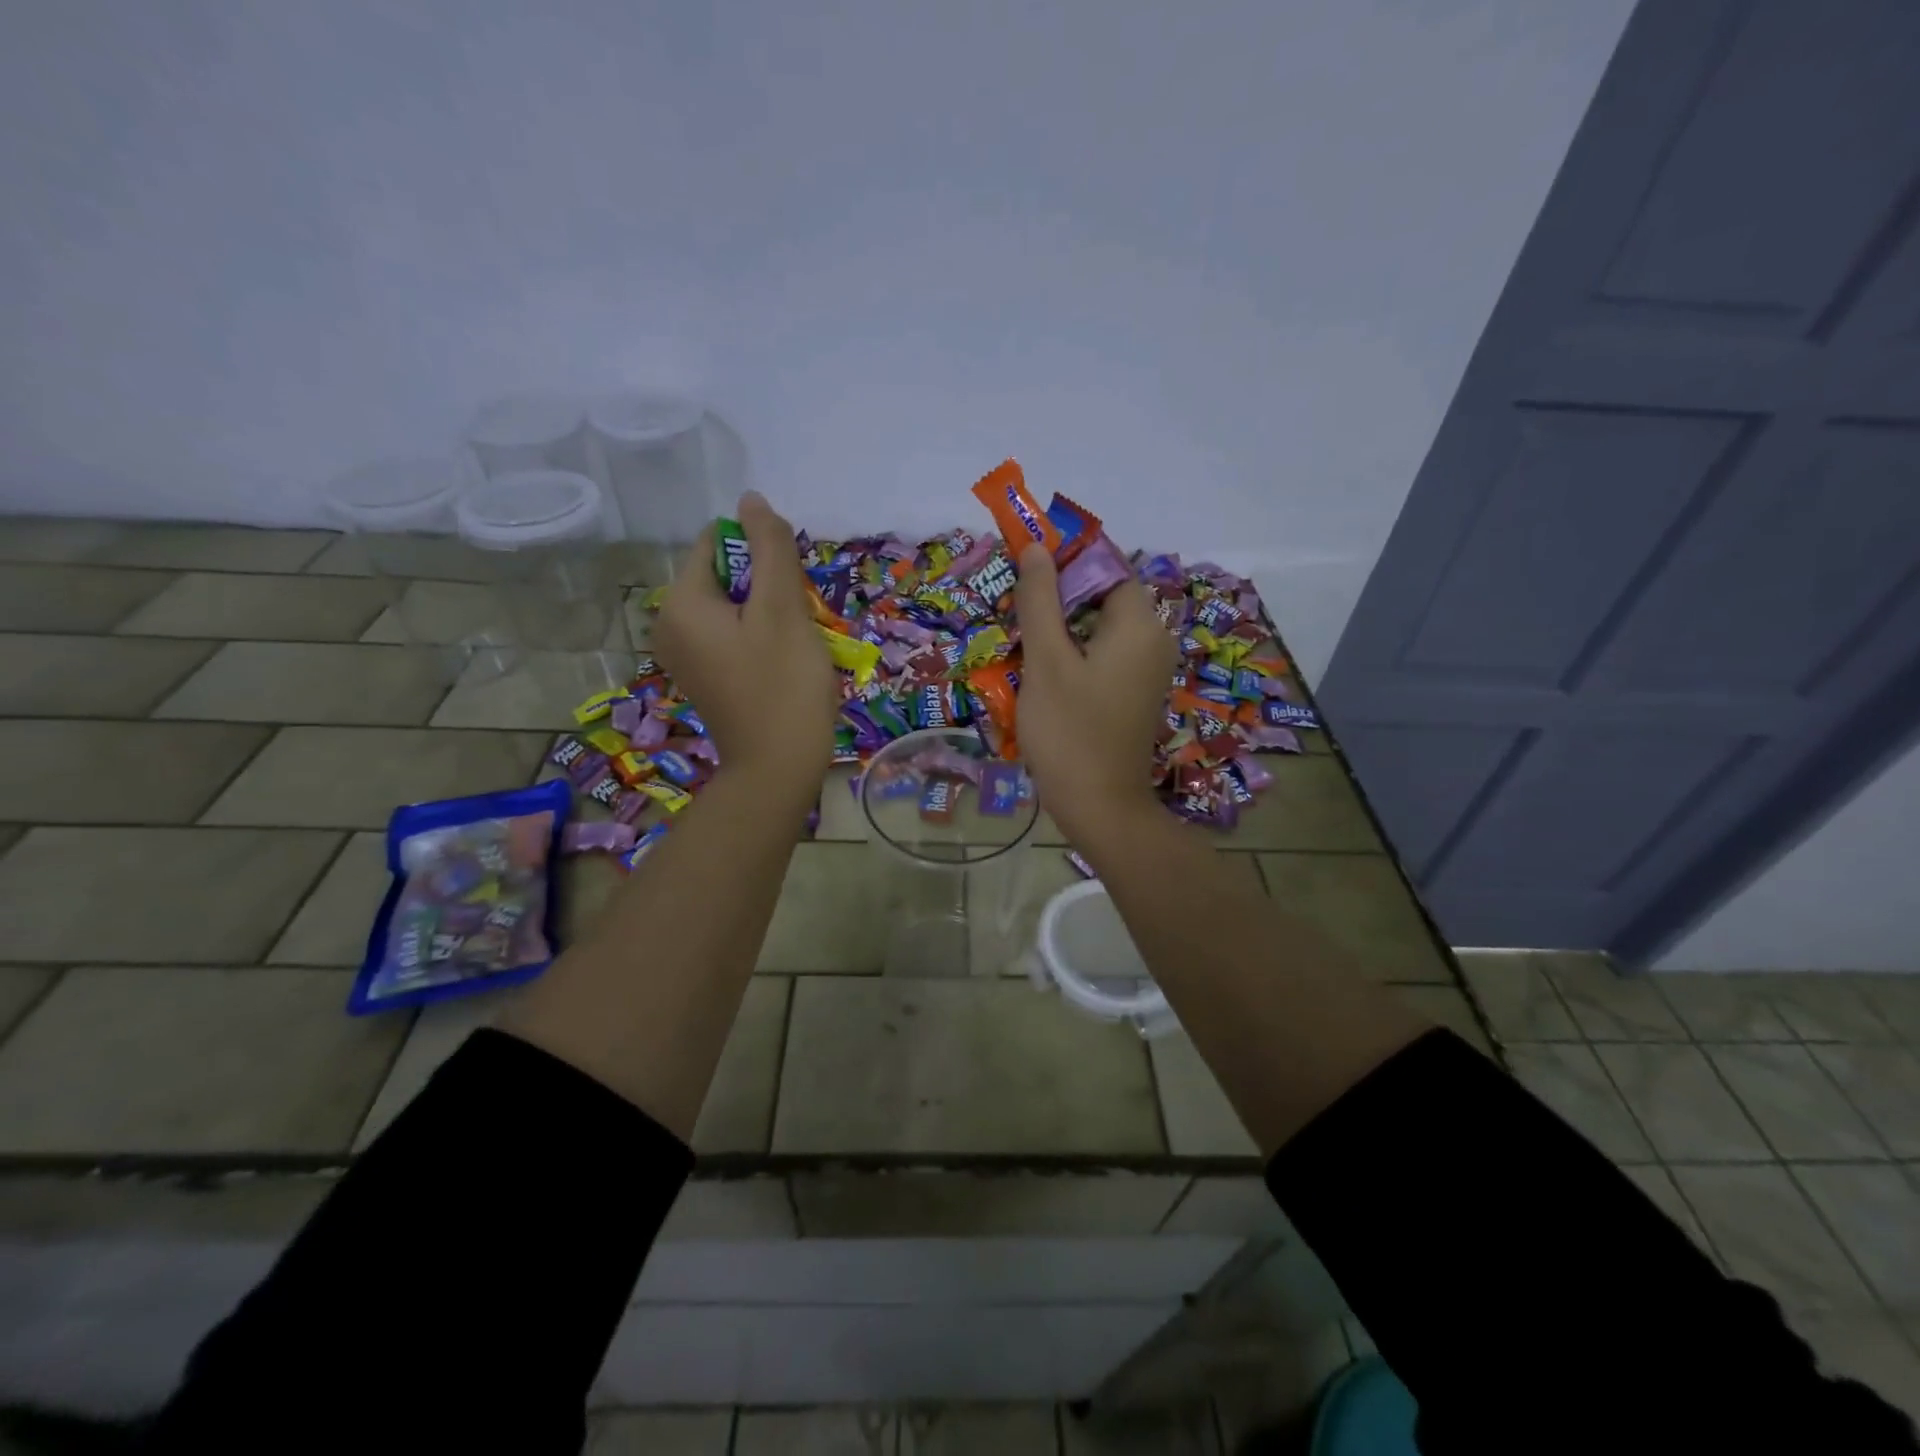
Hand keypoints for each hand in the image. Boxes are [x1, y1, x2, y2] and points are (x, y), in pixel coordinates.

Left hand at [653, 492, 839, 791]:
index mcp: (681, 602)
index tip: (790, 590)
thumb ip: (770, 548)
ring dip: (769, 613)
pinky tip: (782, 663)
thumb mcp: (783, 609)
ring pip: (733, 606)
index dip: (761, 554)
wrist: (778, 770)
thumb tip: (751, 500)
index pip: (717, 543)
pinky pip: (731, 636)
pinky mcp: (703, 676)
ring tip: (793, 645)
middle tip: (796, 622)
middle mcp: (671, 624)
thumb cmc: (784, 686)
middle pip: (725, 575)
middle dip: (767, 587)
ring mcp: (685, 655)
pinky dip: (759, 638)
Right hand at [1014, 543, 1176, 847]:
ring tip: (1019, 630)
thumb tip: (1037, 546)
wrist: (1100, 807)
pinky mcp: (1134, 692)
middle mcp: (1153, 639)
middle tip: (1014, 599)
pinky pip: (1104, 653)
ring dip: (1061, 622)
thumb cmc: (1070, 731)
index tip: (1025, 556)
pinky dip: (1074, 649)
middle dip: (1059, 591)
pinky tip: (1040, 664)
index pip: (1107, 564)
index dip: (1066, 554)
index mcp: (1139, 624)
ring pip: (1100, 625)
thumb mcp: (1046, 660)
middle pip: (1104, 594)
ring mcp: (1146, 669)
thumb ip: (1040, 599)